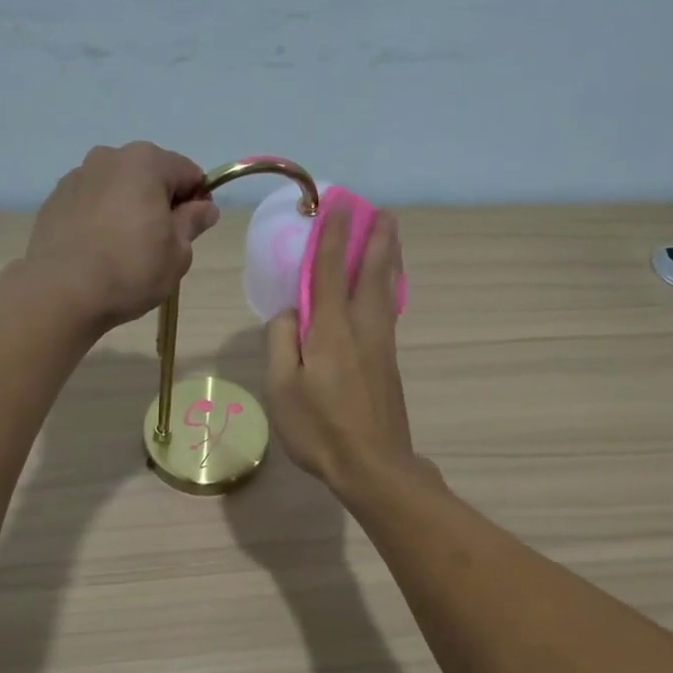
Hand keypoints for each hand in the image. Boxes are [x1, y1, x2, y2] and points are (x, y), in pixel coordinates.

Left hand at [25, 142, 220, 329]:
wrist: (61, 292)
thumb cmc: (131, 270)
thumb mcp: (177, 253)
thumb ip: (192, 223)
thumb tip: (205, 207)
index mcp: (146, 162)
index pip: (188, 173)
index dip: (198, 201)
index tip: (194, 230)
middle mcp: (109, 157)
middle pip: (149, 175)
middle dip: (160, 202)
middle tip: (160, 243)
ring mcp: (77, 176)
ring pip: (117, 188)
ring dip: (128, 209)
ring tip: (125, 249)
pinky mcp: (55, 200)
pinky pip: (91, 203)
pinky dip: (101, 219)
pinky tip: (99, 251)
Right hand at [265, 204, 421, 496]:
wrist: (373, 466)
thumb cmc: (320, 429)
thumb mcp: (282, 387)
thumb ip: (281, 341)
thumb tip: (289, 313)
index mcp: (331, 330)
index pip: (329, 271)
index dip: (332, 237)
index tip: (337, 206)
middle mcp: (362, 329)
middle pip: (371, 274)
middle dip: (376, 240)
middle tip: (383, 212)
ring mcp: (381, 346)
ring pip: (386, 291)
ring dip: (388, 259)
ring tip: (392, 237)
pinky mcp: (389, 364)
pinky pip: (388, 311)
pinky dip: (388, 287)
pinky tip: (387, 290)